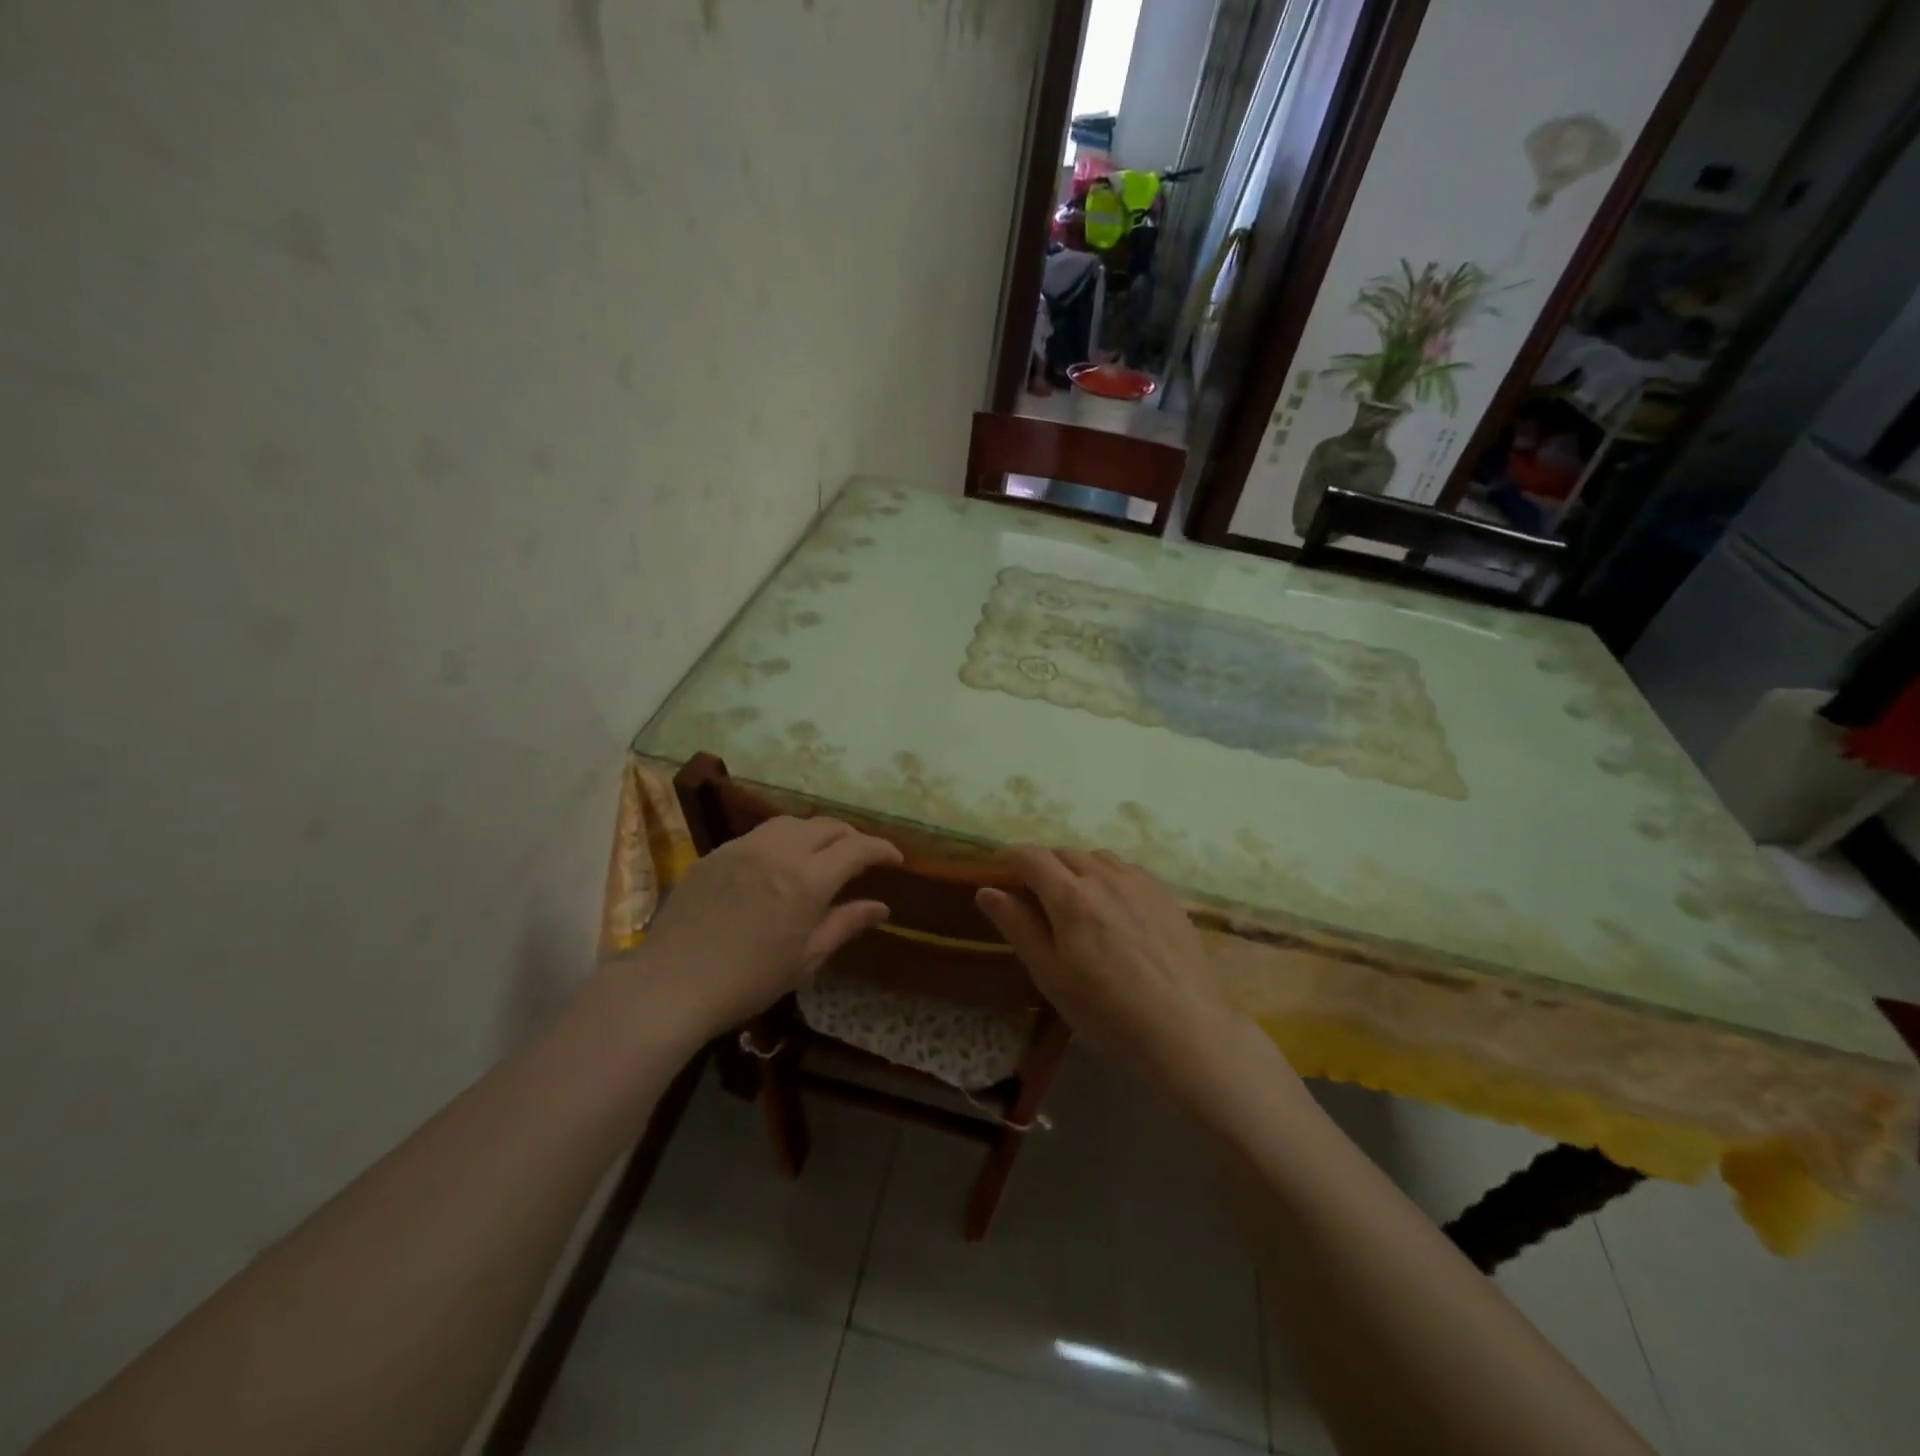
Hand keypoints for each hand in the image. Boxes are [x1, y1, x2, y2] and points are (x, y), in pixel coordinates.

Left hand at [626, 816, 902, 1040]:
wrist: (671, 983)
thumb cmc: (748, 981)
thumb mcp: (806, 958)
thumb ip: (846, 924)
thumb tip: (881, 907)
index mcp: (808, 879)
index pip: (857, 848)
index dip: (881, 849)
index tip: (895, 859)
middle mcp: (780, 851)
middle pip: (827, 826)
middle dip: (851, 837)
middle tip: (860, 858)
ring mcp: (745, 846)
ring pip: (792, 822)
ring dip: (816, 832)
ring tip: (821, 854)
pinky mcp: (718, 852)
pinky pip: (761, 834)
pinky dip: (783, 840)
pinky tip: (779, 863)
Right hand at [975, 848, 1239, 1092]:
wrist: (1184, 1029)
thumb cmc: (1105, 1011)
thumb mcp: (1049, 974)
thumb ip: (1017, 926)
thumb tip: (987, 890)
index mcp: (1069, 895)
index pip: (1031, 856)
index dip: (1010, 855)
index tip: (999, 865)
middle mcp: (1104, 877)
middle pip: (1064, 852)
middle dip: (1044, 864)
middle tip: (1035, 892)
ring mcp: (1139, 883)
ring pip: (1098, 857)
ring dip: (1078, 867)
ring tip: (1076, 897)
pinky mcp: (1166, 895)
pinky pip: (1128, 870)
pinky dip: (1109, 875)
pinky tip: (1114, 905)